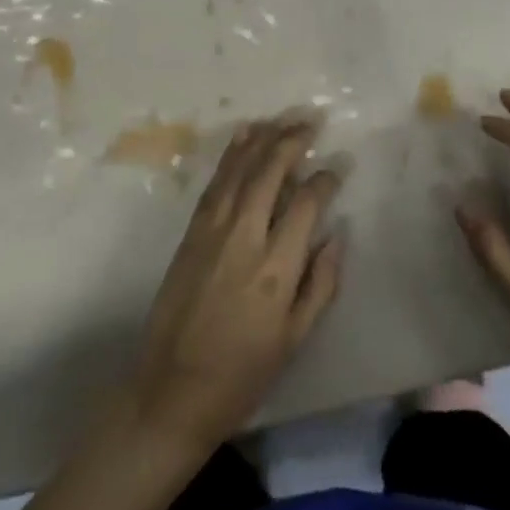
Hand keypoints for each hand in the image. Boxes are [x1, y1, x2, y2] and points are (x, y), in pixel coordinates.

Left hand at [128, 117, 343, 454]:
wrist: (170, 391)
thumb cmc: (241, 374)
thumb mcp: (294, 340)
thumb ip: (321, 284)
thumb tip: (336, 235)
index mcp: (276, 269)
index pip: (307, 203)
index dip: (326, 178)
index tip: (339, 166)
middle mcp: (244, 238)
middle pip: (271, 173)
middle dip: (293, 141)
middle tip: (312, 122)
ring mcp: (212, 231)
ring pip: (240, 170)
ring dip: (262, 139)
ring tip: (282, 118)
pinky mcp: (190, 233)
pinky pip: (215, 183)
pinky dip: (231, 155)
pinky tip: (243, 138)